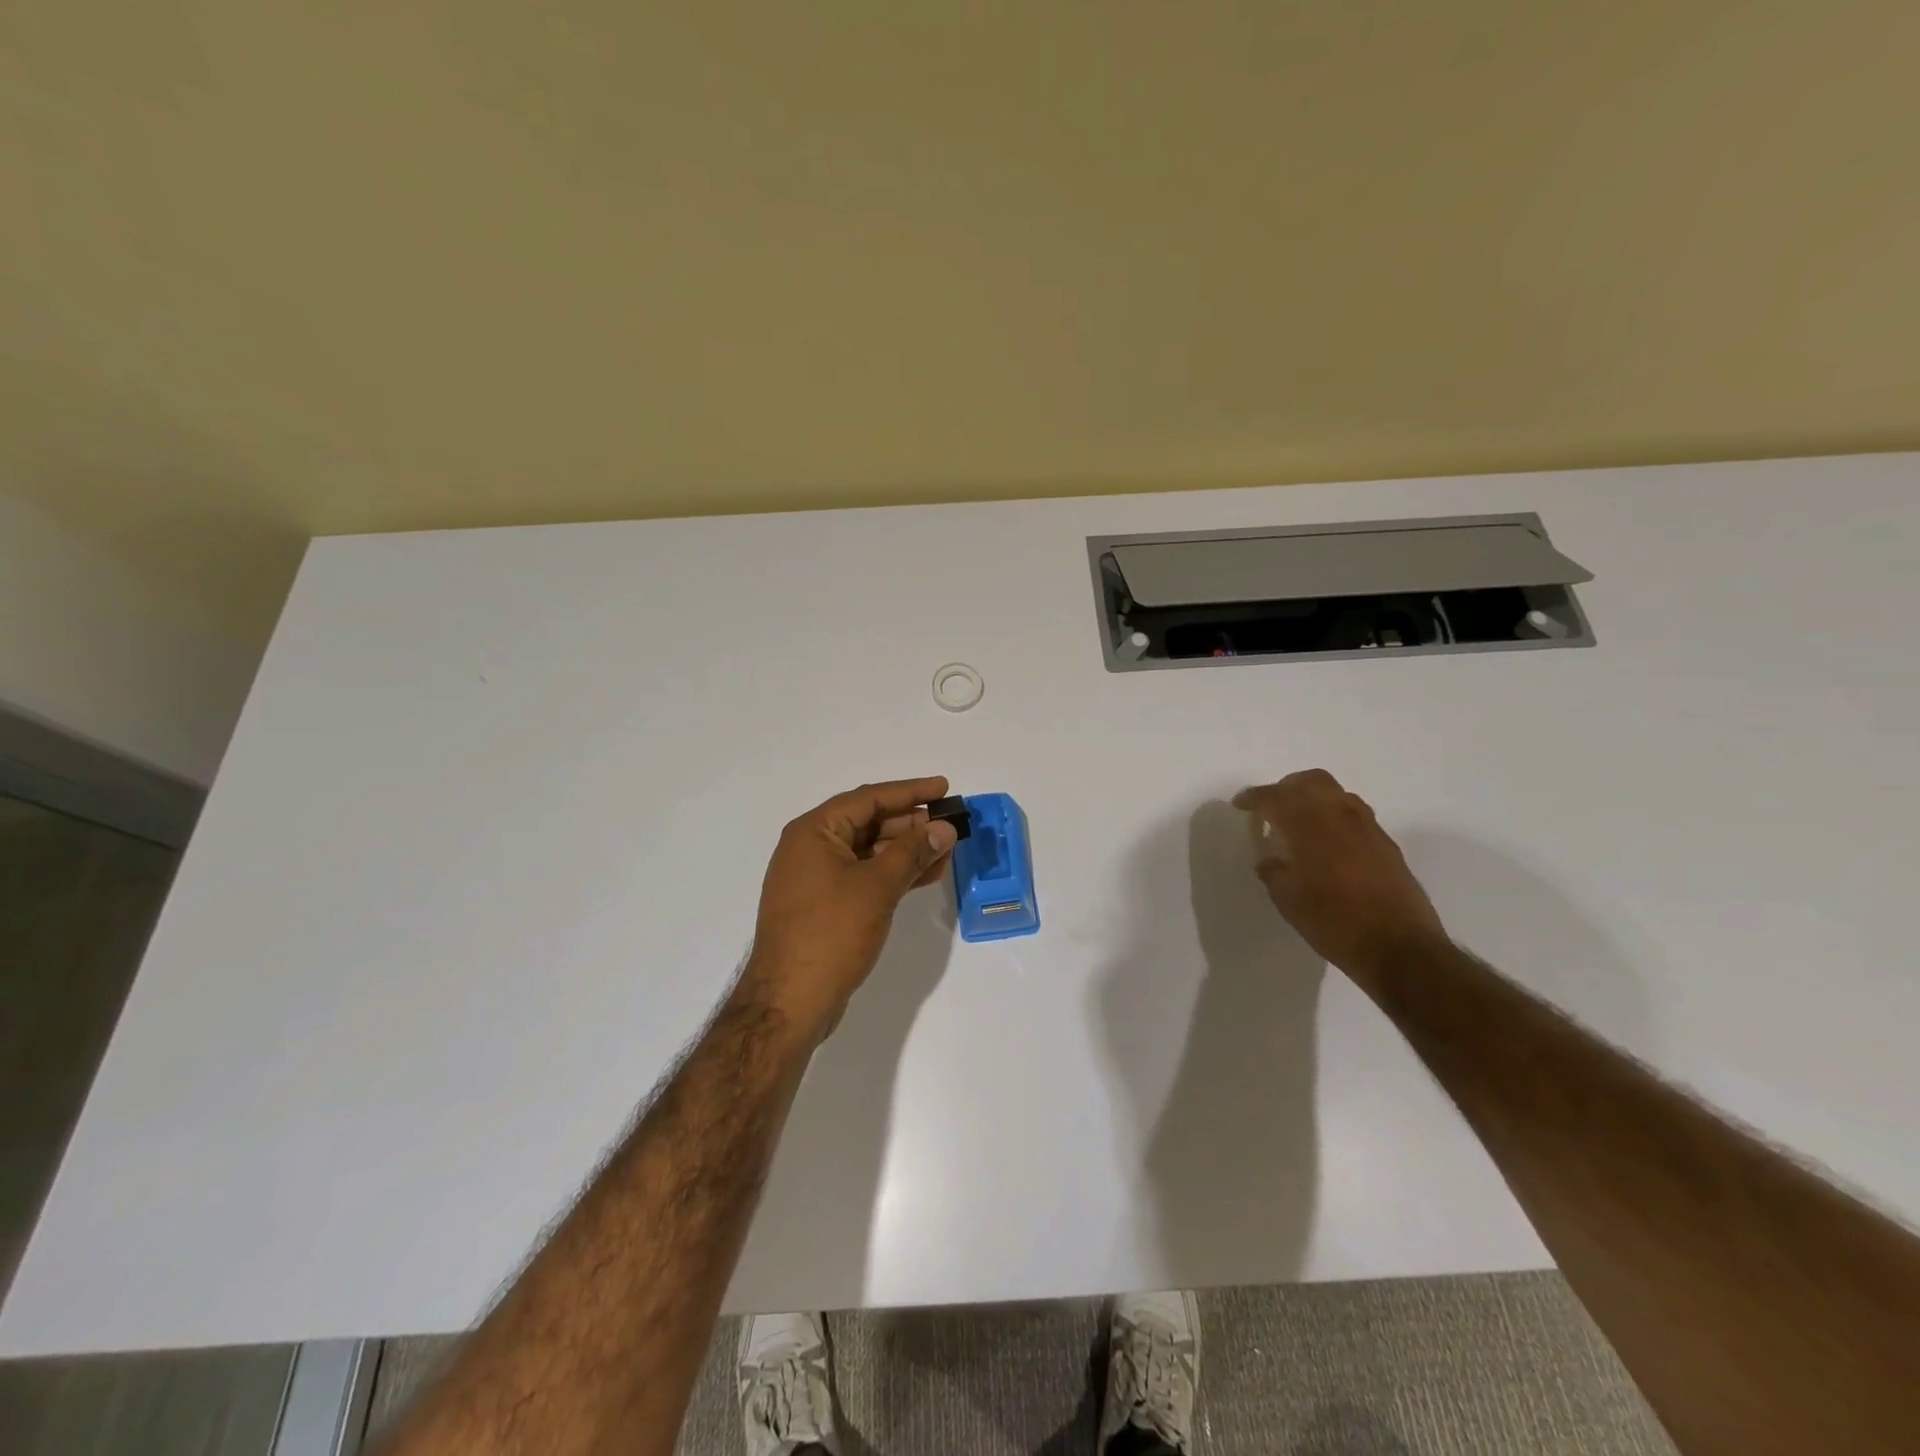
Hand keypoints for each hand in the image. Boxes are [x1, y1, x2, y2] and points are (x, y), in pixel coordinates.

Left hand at [739, 777, 957, 1042]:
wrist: (789, 1002)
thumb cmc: (831, 933)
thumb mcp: (877, 887)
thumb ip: (912, 852)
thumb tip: (944, 828)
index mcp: (814, 832)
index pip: (868, 798)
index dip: (910, 791)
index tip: (944, 788)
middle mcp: (811, 848)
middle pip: (868, 823)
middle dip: (911, 824)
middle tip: (950, 825)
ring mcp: (816, 879)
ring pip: (869, 852)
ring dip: (907, 851)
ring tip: (946, 851)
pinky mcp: (825, 906)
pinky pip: (864, 876)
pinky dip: (893, 874)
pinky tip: (925, 875)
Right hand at [1233, 769, 1448, 988]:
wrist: (1400, 948)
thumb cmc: (1334, 922)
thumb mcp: (1288, 900)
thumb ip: (1274, 872)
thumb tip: (1270, 860)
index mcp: (1310, 825)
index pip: (1275, 797)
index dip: (1254, 798)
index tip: (1240, 804)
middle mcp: (1340, 816)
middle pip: (1312, 781)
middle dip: (1287, 788)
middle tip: (1271, 806)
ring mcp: (1368, 828)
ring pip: (1337, 795)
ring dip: (1314, 800)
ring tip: (1300, 824)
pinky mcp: (1387, 845)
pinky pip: (1355, 816)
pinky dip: (1335, 819)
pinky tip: (1328, 845)